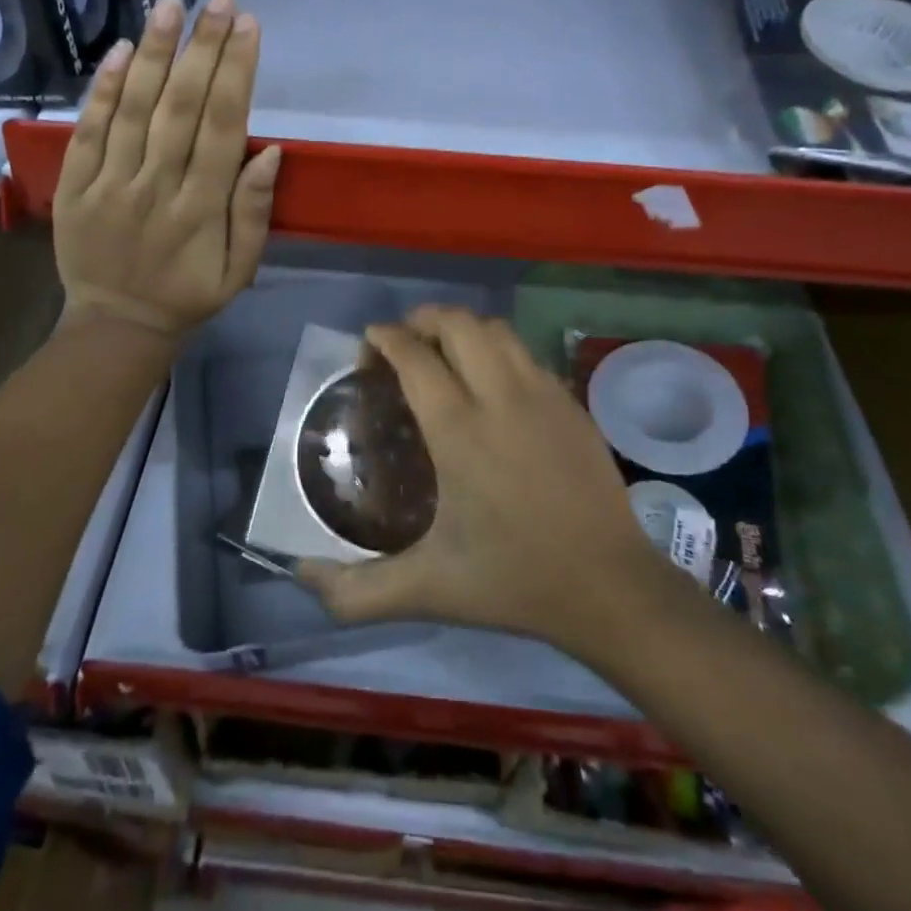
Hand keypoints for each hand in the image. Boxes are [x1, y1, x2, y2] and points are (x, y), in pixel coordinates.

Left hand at [53, 0, 280, 336]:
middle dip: (203, 45)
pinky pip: (88, 131)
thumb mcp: (240, 270)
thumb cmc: (188, 295)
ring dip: (156, 53)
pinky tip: (123, 50)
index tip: (248, 24)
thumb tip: (270, 152)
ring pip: (134, 108)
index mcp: (202, 208)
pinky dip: (103, 90)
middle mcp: (157, 186)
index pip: (223, 126)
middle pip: (182, 106)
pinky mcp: (74, 187)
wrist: (116, 326)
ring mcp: (110, 184)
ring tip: (172, 4)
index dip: (237, 72)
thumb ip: (254, 213)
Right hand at [297, 306, 665, 651]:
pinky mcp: (572, 403)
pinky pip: (525, 353)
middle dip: (422, 319)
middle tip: (402, 342)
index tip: (369, 343)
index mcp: (459, 430)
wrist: (609, 586)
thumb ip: (356, 591)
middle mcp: (500, 397)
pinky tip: (491, 381)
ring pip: (496, 330)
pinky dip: (498, 349)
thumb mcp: (426, 590)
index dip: (386, 338)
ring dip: (462, 327)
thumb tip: (301, 576)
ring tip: (444, 351)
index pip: (415, 357)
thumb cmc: (513, 580)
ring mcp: (543, 394)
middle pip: (457, 324)